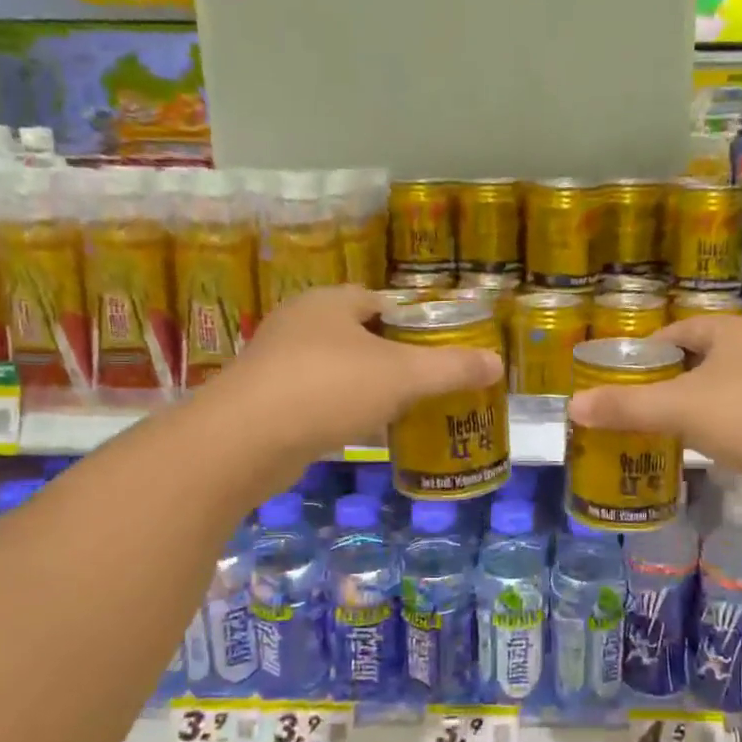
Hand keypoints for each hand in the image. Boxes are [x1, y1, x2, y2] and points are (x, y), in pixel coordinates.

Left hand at [209, 286, 502, 481]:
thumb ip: (451, 368)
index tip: (437, 347)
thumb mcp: (403, 376)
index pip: (379, 300)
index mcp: (330, 303)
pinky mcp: (265, 401)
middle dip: (391, 356)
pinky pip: (316, 398)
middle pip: (358, 335)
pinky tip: (361, 431)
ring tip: (401, 408)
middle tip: (425, 381)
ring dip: (365, 386)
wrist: (244, 441)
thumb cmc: (328, 389)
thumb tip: (497, 363)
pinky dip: (340, 410)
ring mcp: (277, 363)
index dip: (411, 321)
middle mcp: (299, 323)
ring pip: (336, 368)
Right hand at [566, 314, 741, 525]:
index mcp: (734, 331)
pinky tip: (703, 452)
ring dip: (692, 410)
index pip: (677, 333)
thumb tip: (571, 406)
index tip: (617, 382)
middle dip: (664, 385)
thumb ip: (625, 407)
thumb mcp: (681, 409)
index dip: (644, 354)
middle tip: (630, 412)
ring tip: (658, 434)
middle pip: (698, 361)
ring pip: (722, 392)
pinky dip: (719, 430)